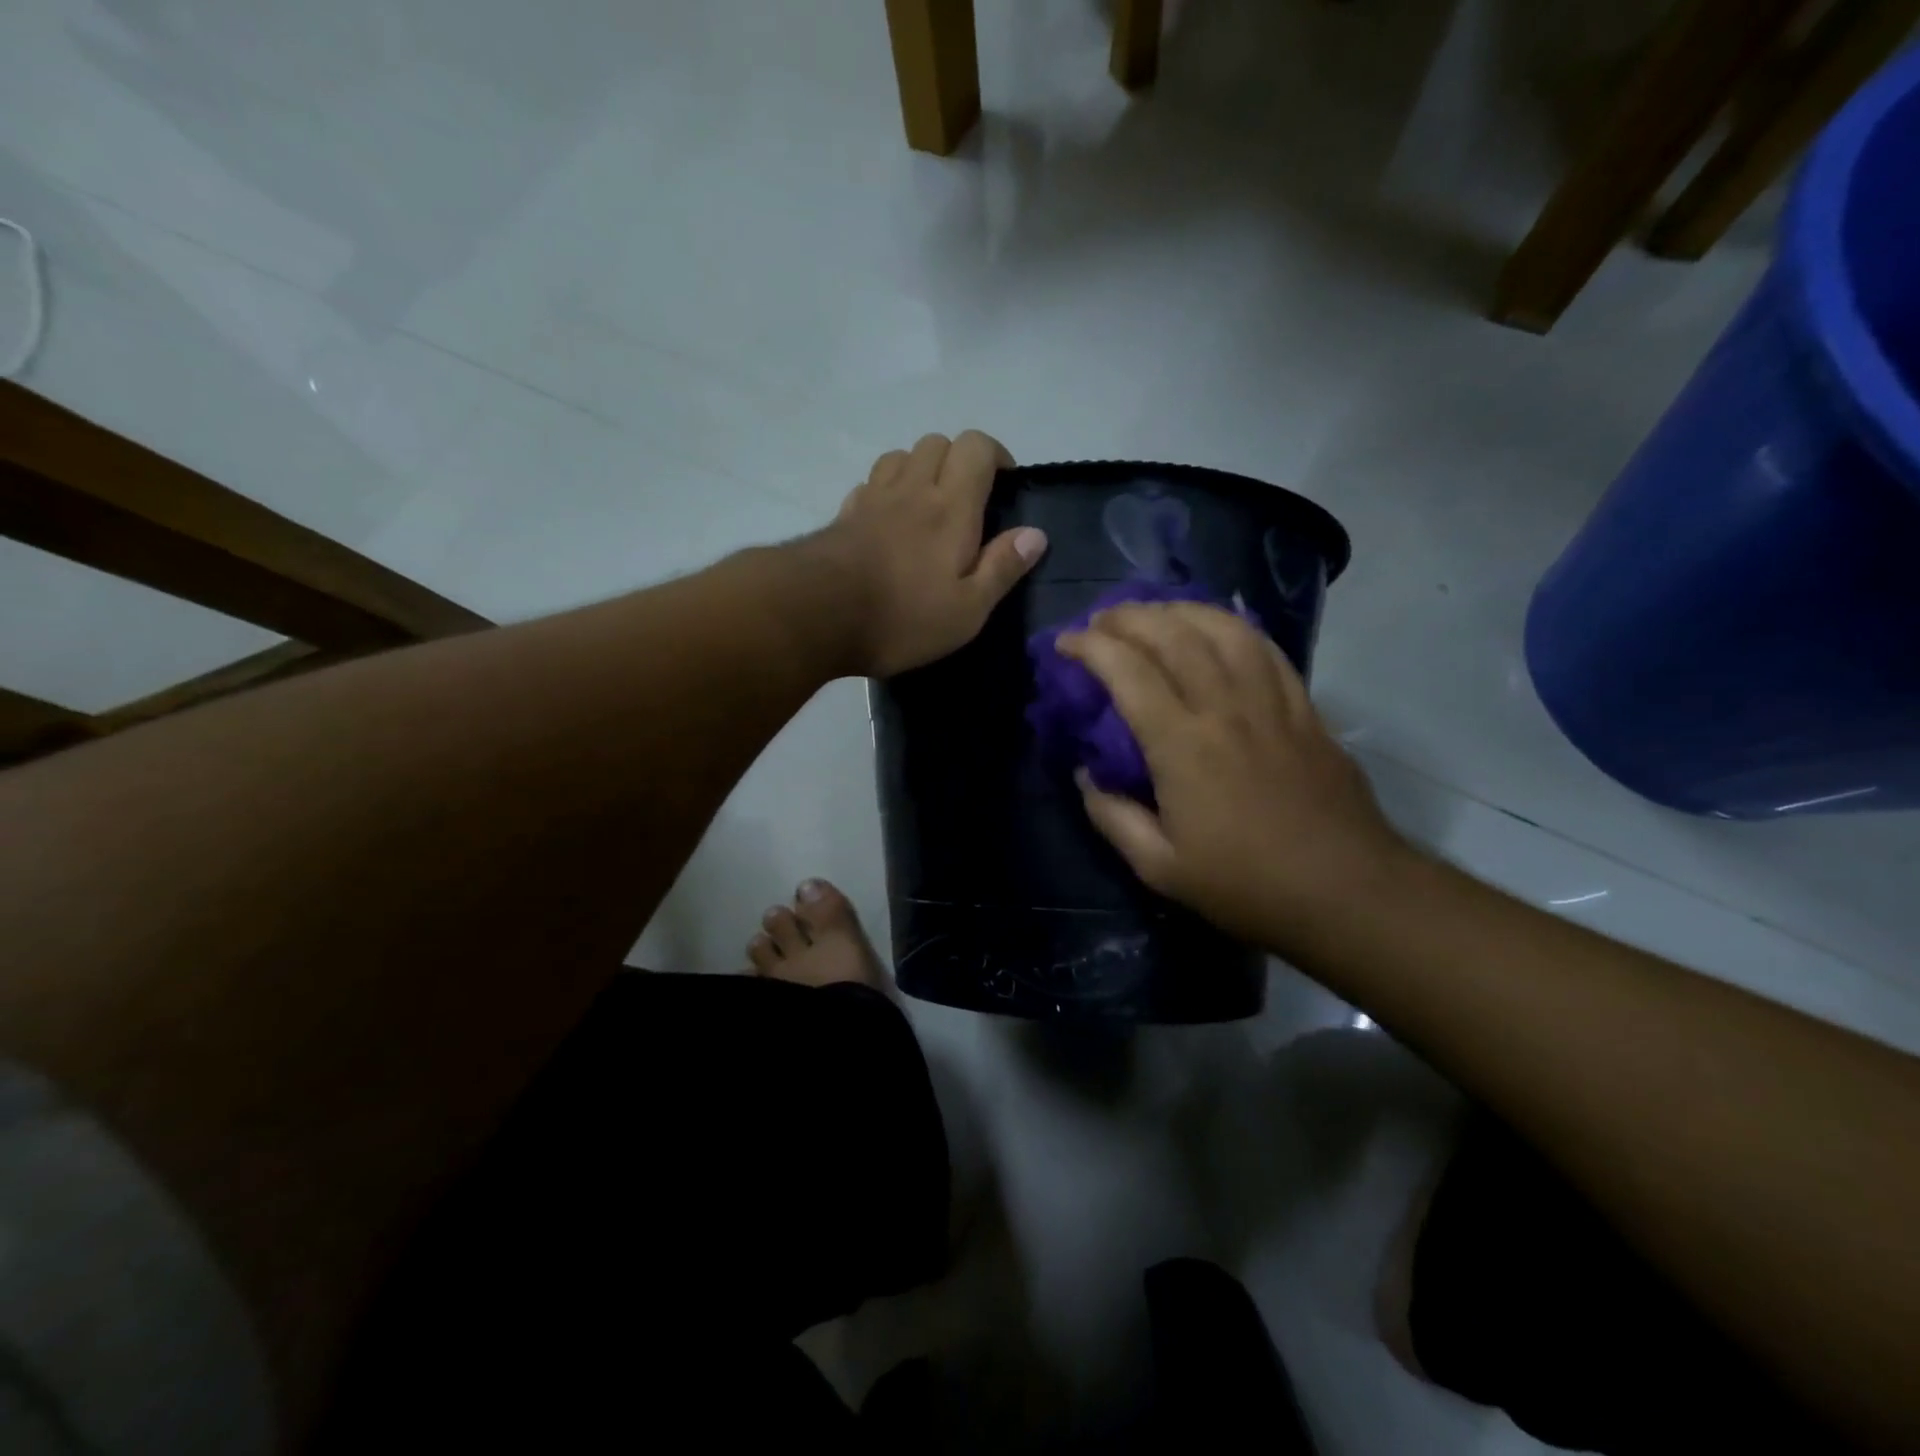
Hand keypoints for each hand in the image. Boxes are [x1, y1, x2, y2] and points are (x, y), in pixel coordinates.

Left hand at [822, 432, 1047, 676]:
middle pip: (936, 442)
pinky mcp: (843, 516)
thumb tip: (1035, 534)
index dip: (995, 455)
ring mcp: (872, 499)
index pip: (976, 446)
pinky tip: (887, 522)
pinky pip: (869, 485)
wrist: (817, 615)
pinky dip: (885, 491)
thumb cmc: (902, 617)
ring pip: (899, 456)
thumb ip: (1002, 568)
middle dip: (958, 460)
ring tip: (927, 506)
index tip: (1005, 484)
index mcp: (951, 507)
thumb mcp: (967, 609)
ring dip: (919, 469)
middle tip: (967, 500)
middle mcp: (912, 489)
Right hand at [1057, 602, 1409, 948]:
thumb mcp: (1159, 868)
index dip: (1090, 647)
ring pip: (1224, 629)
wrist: (1347, 892)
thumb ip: (1112, 817)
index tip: (1065, 642)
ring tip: (1154, 613)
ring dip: (1181, 610)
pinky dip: (1233, 627)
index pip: (1128, 671)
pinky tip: (1218, 629)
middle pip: (1174, 635)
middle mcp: (1226, 708)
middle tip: (1101, 620)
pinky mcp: (1305, 708)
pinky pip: (1266, 649)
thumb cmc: (1246, 884)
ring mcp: (1272, 703)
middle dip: (1129, 616)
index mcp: (1183, 745)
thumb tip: (1086, 776)